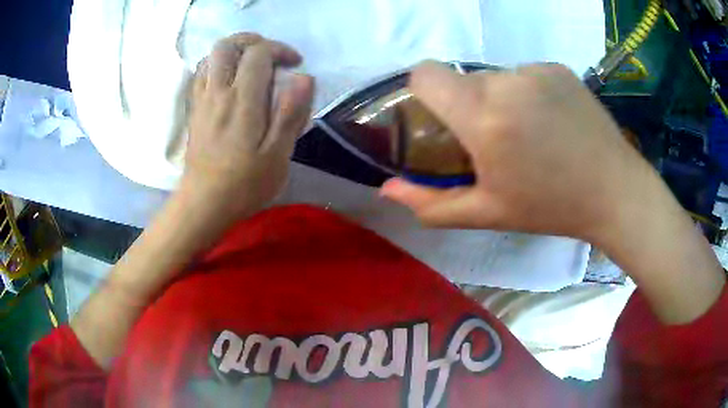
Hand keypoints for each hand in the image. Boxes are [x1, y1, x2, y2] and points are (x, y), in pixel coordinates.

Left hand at [181, 33, 313, 219]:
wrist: (203, 204)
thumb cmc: (243, 185)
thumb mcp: (277, 156)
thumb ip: (291, 114)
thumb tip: (305, 77)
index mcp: (242, 101)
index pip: (258, 53)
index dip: (280, 50)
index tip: (295, 65)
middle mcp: (218, 93)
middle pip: (227, 45)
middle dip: (252, 41)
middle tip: (270, 56)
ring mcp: (202, 100)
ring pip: (211, 57)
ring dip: (234, 53)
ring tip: (251, 67)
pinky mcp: (194, 110)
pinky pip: (201, 74)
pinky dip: (218, 67)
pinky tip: (230, 82)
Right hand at [382, 62, 655, 242]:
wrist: (615, 192)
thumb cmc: (551, 208)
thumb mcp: (488, 213)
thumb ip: (431, 203)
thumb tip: (386, 190)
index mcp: (484, 118)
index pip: (425, 74)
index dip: (423, 93)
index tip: (440, 119)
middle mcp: (506, 82)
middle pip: (462, 79)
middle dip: (467, 106)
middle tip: (494, 141)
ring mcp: (536, 71)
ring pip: (495, 76)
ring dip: (499, 100)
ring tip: (529, 133)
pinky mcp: (558, 68)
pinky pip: (525, 74)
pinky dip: (528, 93)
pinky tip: (552, 122)